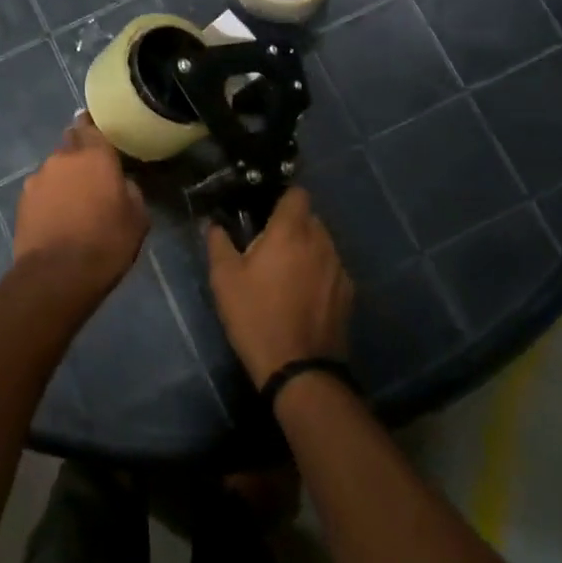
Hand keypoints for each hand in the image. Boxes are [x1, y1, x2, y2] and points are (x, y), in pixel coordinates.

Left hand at [12, 116, 148, 305]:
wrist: (57, 276)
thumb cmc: (106, 243)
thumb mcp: (137, 218)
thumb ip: (130, 191)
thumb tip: (121, 184)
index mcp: (95, 155)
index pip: (90, 126)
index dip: (92, 128)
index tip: (97, 133)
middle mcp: (62, 158)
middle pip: (70, 145)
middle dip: (80, 155)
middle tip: (92, 175)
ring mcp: (38, 178)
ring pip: (55, 170)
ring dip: (64, 179)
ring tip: (74, 203)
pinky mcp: (22, 201)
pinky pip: (41, 190)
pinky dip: (50, 198)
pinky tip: (58, 218)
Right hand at [205, 188, 353, 387]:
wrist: (298, 368)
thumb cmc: (256, 316)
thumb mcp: (224, 280)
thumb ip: (218, 243)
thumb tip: (213, 224)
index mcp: (291, 231)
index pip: (297, 194)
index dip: (282, 199)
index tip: (266, 213)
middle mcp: (321, 241)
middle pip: (310, 219)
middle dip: (292, 227)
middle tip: (269, 248)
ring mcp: (339, 267)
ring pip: (322, 244)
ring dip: (307, 250)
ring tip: (286, 275)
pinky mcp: (348, 293)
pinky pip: (331, 270)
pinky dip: (319, 274)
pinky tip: (304, 297)